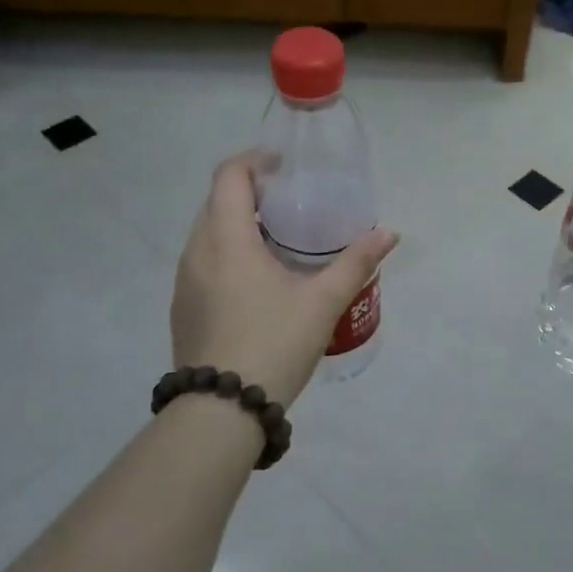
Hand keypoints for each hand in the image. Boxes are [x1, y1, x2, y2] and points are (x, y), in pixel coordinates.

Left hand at [171, 152, 397, 406]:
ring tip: (278, 241)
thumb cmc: (273, 344)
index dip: (255, 160)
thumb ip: (355, 263)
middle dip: (250, 193)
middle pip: (217, 202)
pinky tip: (258, 282)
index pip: (229, 176)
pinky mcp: (184, 308)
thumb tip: (388, 234)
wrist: (222, 411)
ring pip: (208, 235)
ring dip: (238, 225)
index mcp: (226, 239)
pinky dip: (228, 254)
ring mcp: (185, 282)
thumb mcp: (322, 302)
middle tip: (290, 203)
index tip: (284, 166)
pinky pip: (204, 263)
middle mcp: (196, 252)